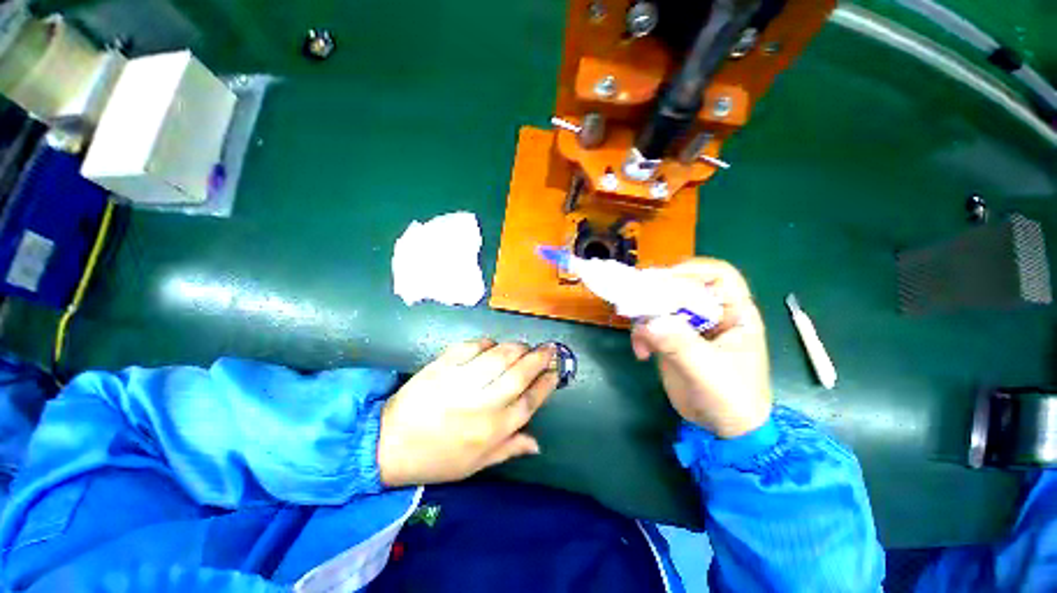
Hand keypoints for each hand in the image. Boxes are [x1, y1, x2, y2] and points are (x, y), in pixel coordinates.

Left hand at [377, 340, 558, 486]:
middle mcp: (483, 404)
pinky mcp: (443, 366)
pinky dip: (487, 342)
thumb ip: (509, 449)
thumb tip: (537, 443)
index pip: (530, 401)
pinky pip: (472, 346)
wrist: (389, 444)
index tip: (555, 372)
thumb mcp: (476, 465)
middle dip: (539, 358)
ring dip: (517, 347)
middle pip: (520, 374)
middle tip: (549, 348)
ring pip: (501, 356)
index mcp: (493, 430)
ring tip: (524, 345)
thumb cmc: (437, 458)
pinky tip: (492, 345)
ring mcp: (462, 382)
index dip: (546, 384)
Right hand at [631, 259, 771, 437]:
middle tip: (635, 300)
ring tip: (639, 339)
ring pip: (659, 304)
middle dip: (656, 292)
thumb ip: (680, 345)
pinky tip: (641, 354)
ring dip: (643, 316)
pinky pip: (649, 324)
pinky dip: (640, 334)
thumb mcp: (708, 371)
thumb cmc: (731, 398)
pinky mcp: (670, 338)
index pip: (718, 275)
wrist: (721, 428)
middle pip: (681, 286)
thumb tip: (649, 322)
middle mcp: (710, 313)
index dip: (692, 270)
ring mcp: (688, 325)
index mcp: (734, 313)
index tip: (663, 280)